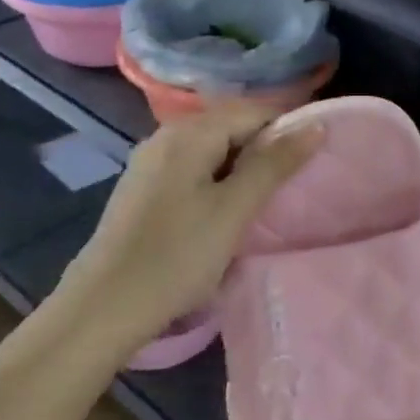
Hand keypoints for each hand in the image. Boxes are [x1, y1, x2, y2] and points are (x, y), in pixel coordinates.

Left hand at [50, 103, 321, 353]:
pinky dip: (218, 182)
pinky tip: (226, 212)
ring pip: (213, 150)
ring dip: (242, 169)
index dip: (287, 131)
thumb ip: (274, 164)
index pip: (254, 111)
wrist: (104, 308)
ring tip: (264, 202)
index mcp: (189, 133)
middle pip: (231, 126)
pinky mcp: (145, 189)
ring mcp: (151, 163)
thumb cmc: (177, 256)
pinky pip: (194, 169)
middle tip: (290, 187)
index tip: (310, 165)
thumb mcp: (235, 209)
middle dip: (265, 150)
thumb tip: (315, 126)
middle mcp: (167, 136)